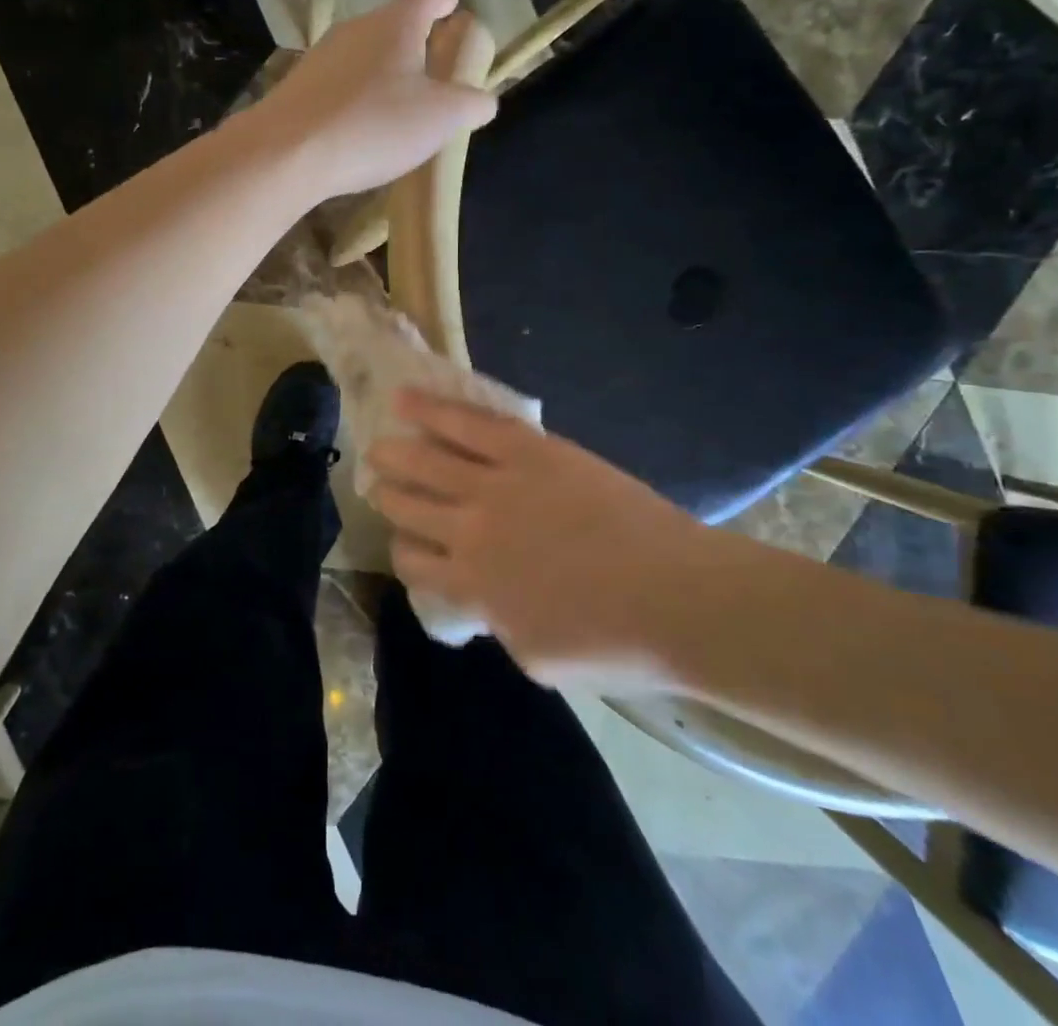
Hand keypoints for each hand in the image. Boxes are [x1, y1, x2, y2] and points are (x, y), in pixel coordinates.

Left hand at [254, 0, 496, 199]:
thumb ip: (470, 104)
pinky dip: (354, 96)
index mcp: (395, 24)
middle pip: (391, 25)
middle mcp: (355, 29)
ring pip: (361, 54)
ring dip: (381, 71)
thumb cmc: (374, 126)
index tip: (453, 6)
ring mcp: (320, 57)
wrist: (287, 153)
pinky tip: (358, 124)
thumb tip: (485, 100)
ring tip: (396, 100)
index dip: (444, 1)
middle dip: (413, 41)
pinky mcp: (296, 88)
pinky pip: (337, 84)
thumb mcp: (440, 118)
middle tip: (431, 65)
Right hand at [369, 389, 726, 683]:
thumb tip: (486, 599)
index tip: (407, 543)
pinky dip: (431, 409)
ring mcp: (497, 485)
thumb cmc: (616, 642)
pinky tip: (404, 400)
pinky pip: (467, 423)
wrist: (680, 598)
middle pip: (409, 508)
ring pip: (427, 462)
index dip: (403, 550)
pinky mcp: (527, 450)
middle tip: (378, 486)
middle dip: (388, 496)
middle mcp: (470, 532)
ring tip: (378, 447)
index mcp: (471, 587)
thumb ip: (497, 621)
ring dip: (395, 454)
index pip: (413, 562)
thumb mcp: (537, 656)